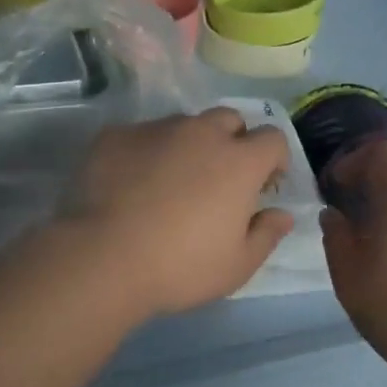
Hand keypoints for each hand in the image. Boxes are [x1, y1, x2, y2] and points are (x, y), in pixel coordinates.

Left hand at [59, 109, 293, 316]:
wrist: (103, 257)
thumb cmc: (180, 266)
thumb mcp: (237, 265)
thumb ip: (266, 234)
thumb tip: (282, 214)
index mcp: (238, 161)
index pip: (272, 138)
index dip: (274, 158)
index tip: (264, 185)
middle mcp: (201, 133)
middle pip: (229, 119)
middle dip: (233, 141)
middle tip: (220, 178)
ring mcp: (155, 129)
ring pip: (183, 125)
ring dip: (188, 145)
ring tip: (172, 181)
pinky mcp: (116, 136)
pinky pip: (141, 135)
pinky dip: (147, 152)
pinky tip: (132, 183)